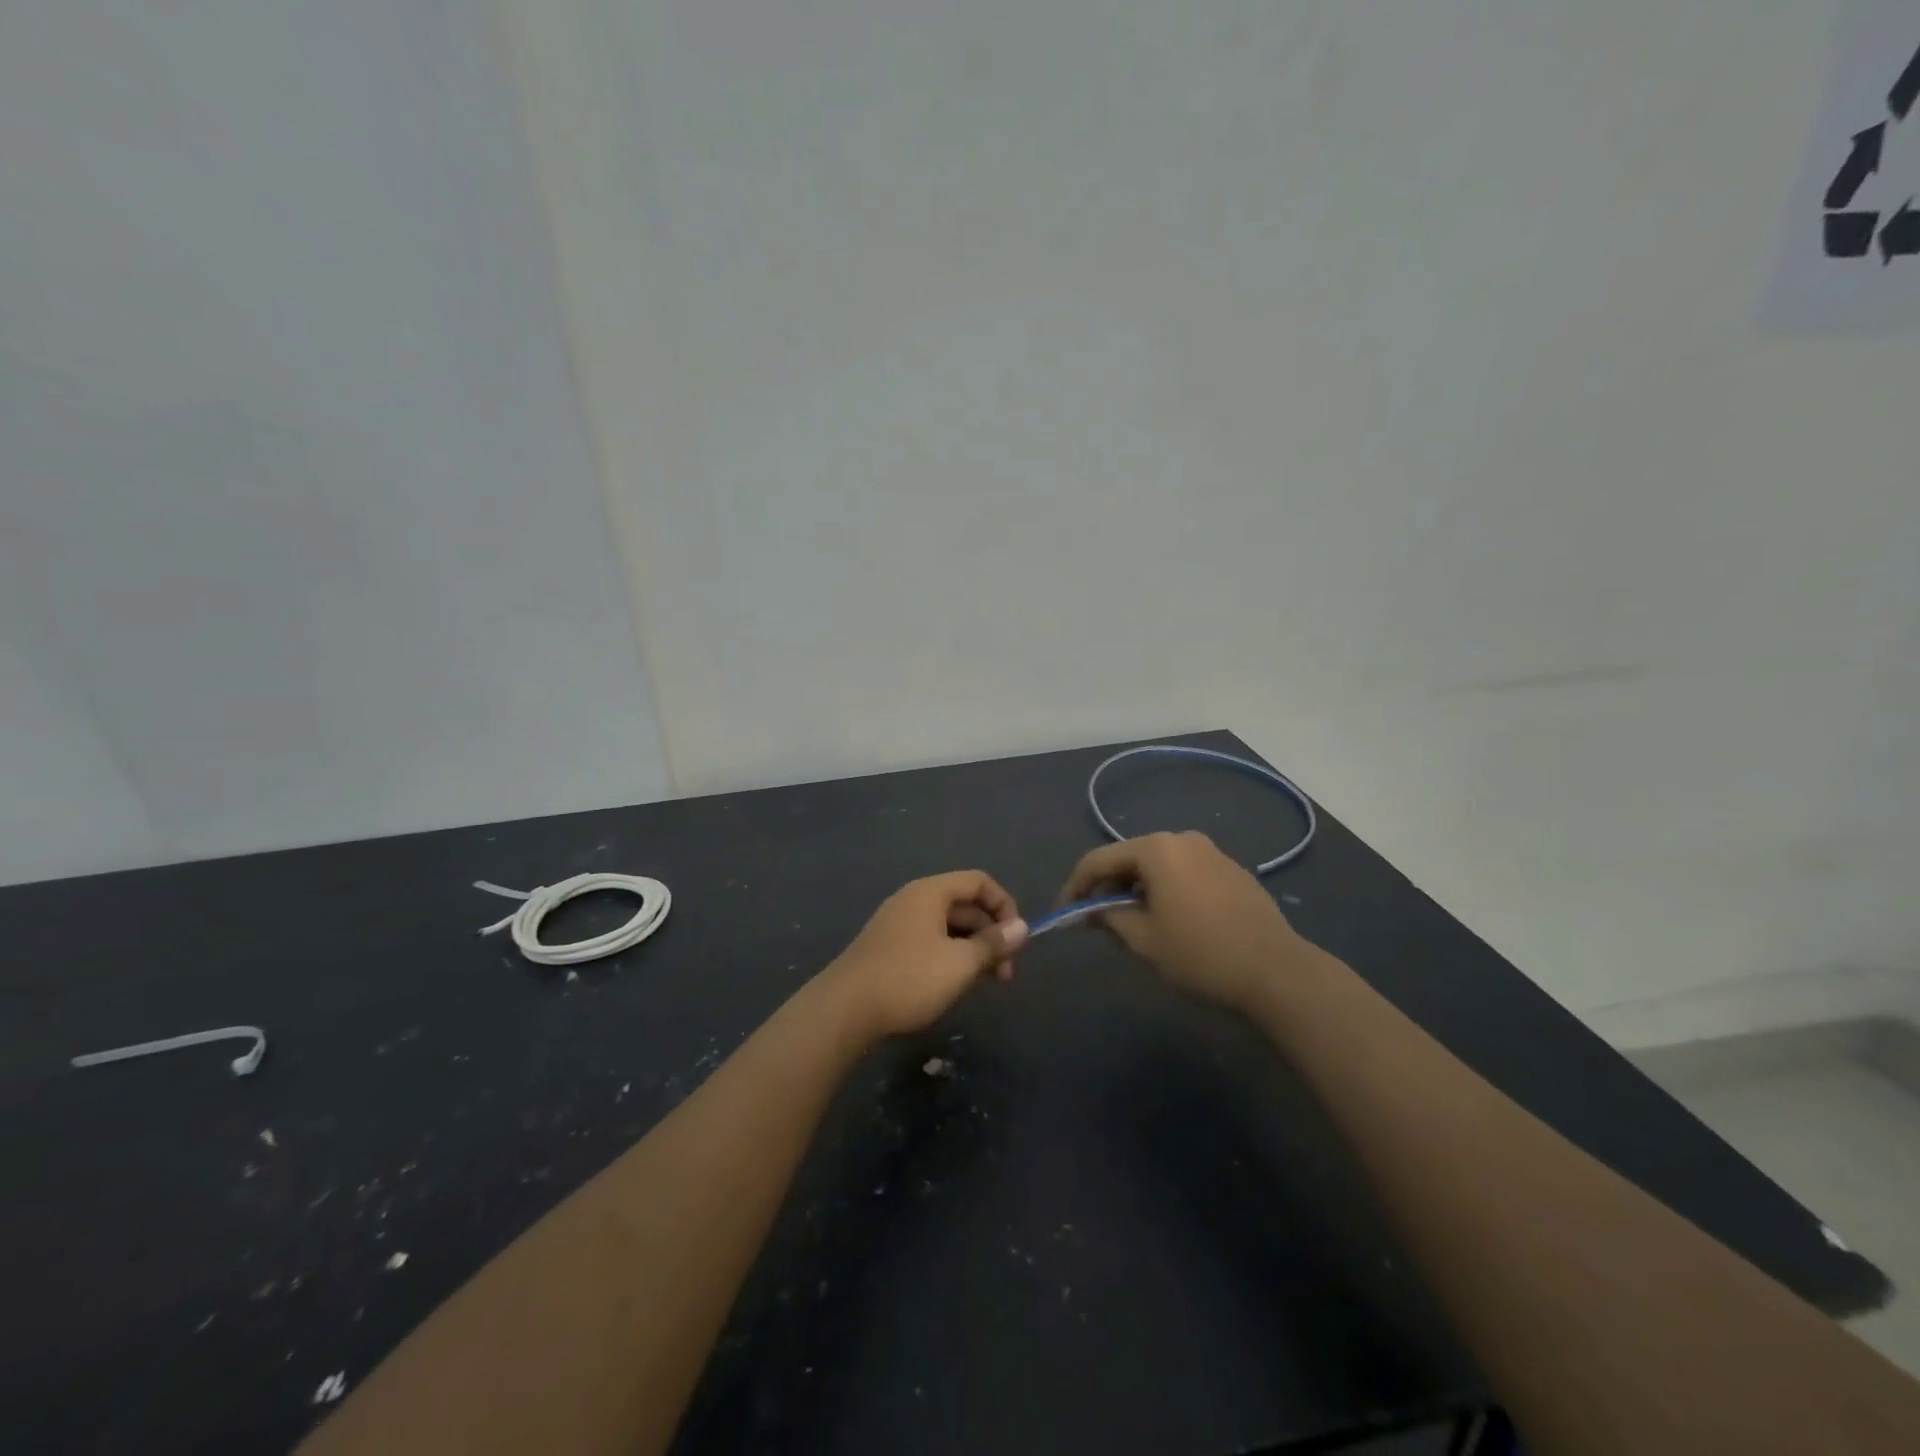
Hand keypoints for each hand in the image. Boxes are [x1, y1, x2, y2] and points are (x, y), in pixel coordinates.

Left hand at [821, 871, 1028, 1040]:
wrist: (845, 1009)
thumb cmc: (909, 978)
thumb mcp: (960, 963)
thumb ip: (993, 943)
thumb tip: (1022, 927)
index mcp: (930, 892)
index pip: (979, 881)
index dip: (1004, 905)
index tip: (1017, 938)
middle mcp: (913, 900)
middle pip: (964, 904)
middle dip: (990, 934)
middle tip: (1005, 973)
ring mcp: (898, 924)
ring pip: (948, 926)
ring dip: (972, 949)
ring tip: (984, 983)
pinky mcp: (888, 948)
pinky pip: (930, 941)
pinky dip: (950, 956)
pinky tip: (955, 985)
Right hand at [1056, 832, 1313, 1013]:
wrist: (1276, 971)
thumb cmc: (1200, 953)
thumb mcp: (1143, 939)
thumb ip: (1108, 917)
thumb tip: (1088, 911)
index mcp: (1156, 849)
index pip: (1098, 860)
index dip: (1075, 886)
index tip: (1064, 913)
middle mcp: (1182, 839)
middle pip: (1129, 858)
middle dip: (1108, 887)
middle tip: (1097, 921)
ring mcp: (1211, 852)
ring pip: (1158, 866)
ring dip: (1137, 889)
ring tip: (1132, 923)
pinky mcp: (1231, 870)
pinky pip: (1184, 873)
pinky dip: (1166, 890)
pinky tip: (1170, 920)